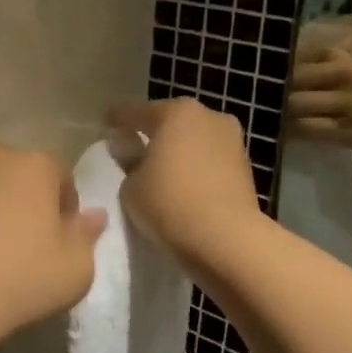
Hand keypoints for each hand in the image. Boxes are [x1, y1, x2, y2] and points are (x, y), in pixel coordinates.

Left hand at [0, 142, 106, 332]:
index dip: (64, 206)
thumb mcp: (74, 269)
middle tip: (21, 244)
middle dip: (22, 200)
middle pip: (15, 174)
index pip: (60, 174)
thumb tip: (93, 216)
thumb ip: (86, 236)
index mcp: (33, 165)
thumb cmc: (17, 278)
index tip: (59, 239)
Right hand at [106, 98, 261, 264]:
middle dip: (152, 132)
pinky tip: (184, 184)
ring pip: (194, 140)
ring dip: (178, 150)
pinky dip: (196, 167)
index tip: (105, 123)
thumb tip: (130, 153)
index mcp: (176, 112)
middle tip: (133, 147)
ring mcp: (232, 140)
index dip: (117, 118)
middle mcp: (208, 116)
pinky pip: (210, 160)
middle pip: (170, 121)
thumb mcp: (131, 186)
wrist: (228, 240)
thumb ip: (127, 163)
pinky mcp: (245, 167)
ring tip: (160, 169)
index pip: (136, 112)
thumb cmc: (170, 203)